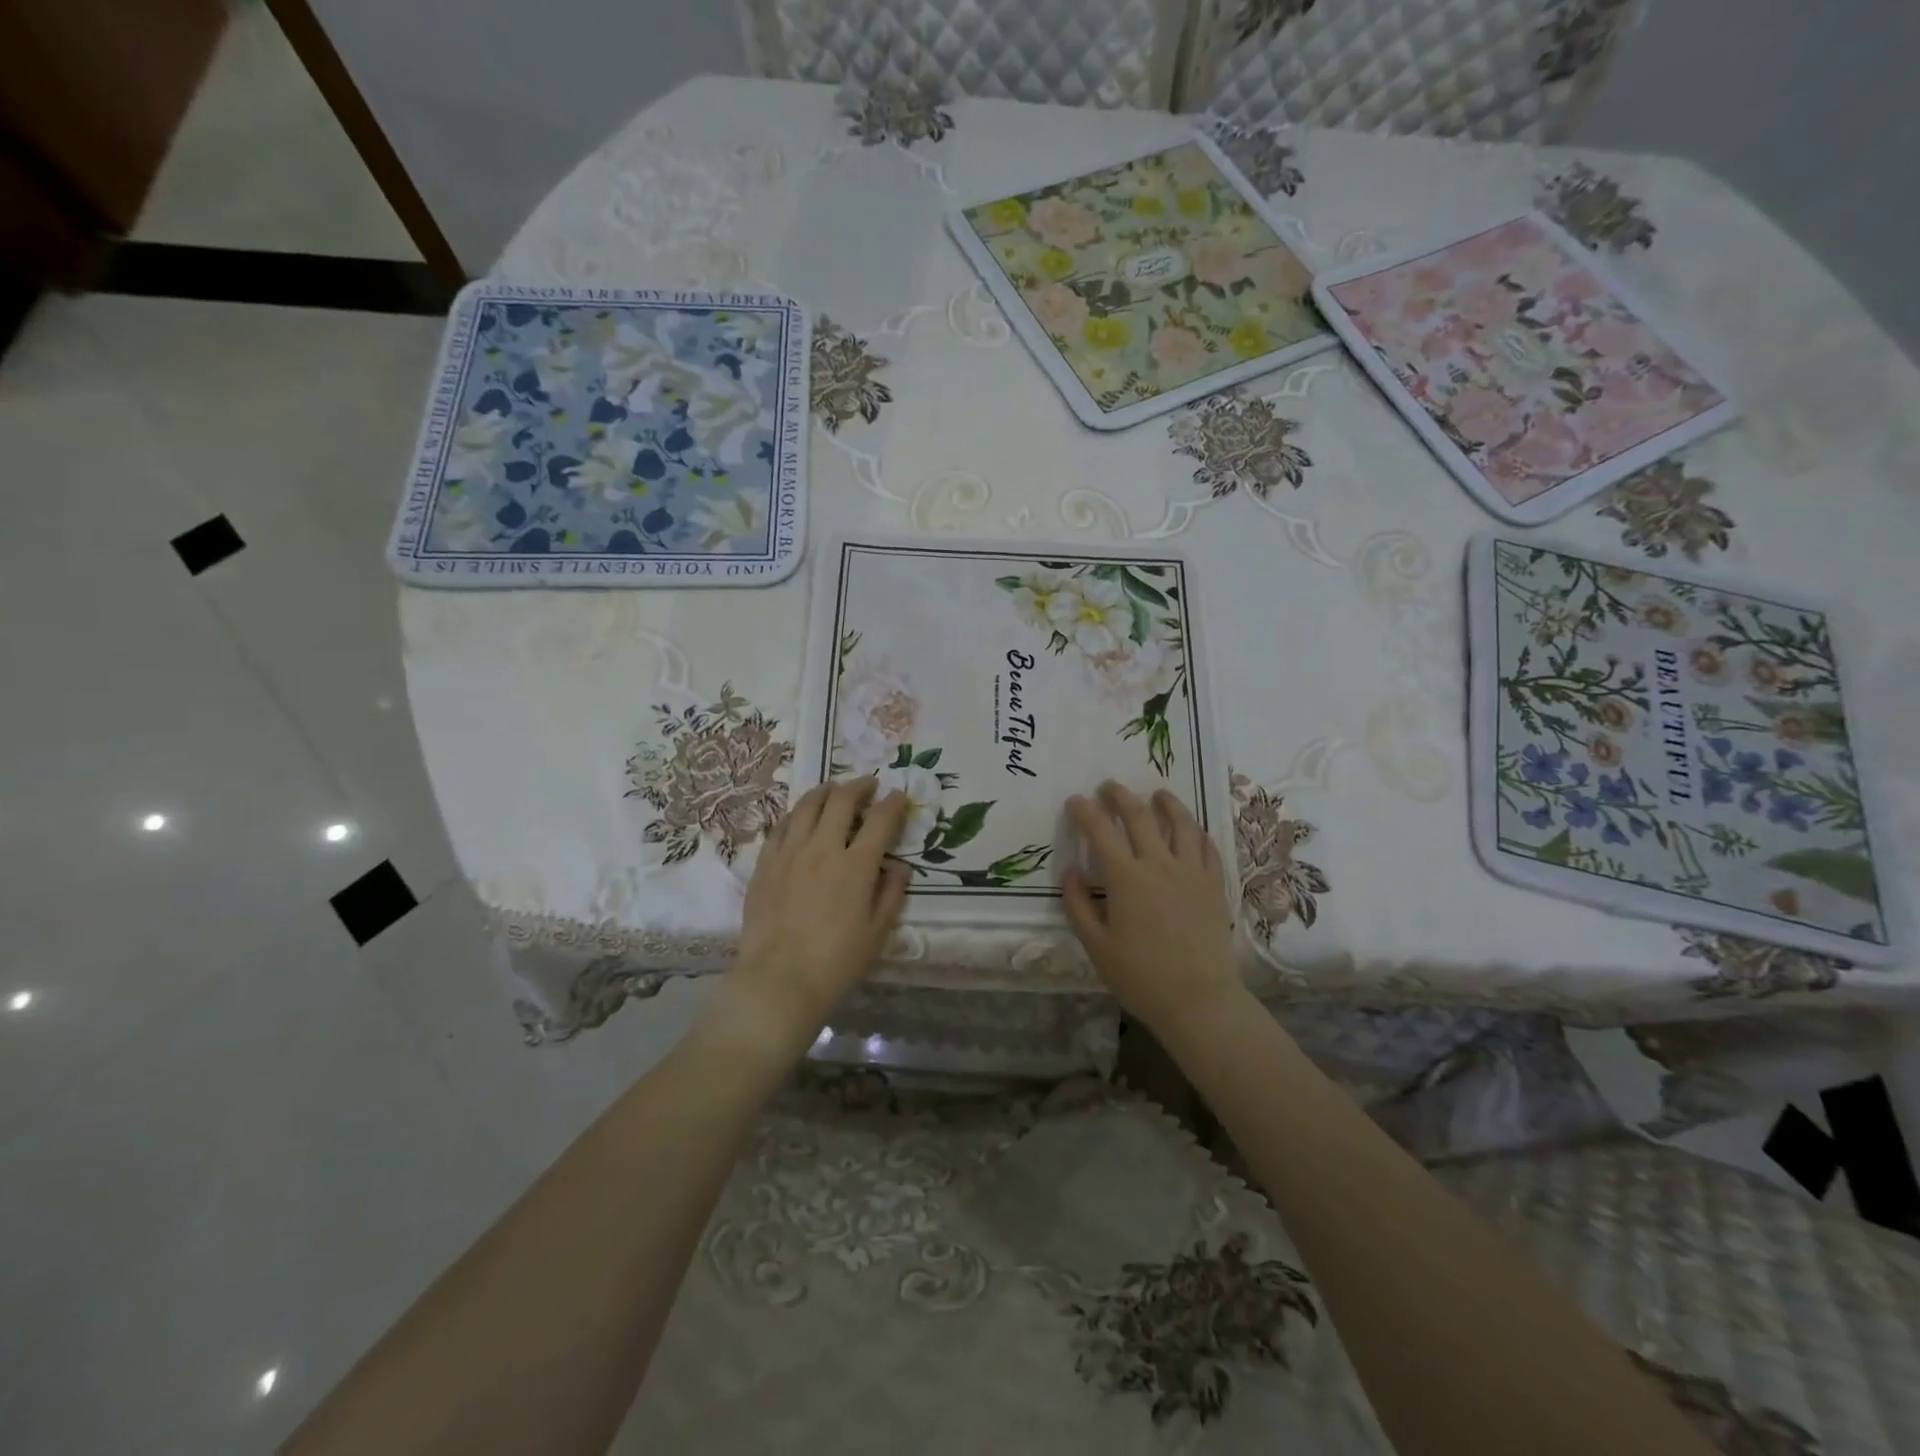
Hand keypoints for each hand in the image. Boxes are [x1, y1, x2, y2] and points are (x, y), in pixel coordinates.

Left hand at [724, 778, 911, 1052]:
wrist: (780, 981)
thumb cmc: (837, 962)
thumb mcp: (878, 932)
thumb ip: (892, 893)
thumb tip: (900, 865)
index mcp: (856, 865)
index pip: (881, 819)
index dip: (894, 803)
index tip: (900, 796)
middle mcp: (823, 848)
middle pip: (841, 800)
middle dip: (860, 786)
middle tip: (869, 785)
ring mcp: (790, 853)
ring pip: (807, 805)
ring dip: (826, 791)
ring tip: (834, 790)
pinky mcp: (765, 864)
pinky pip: (781, 826)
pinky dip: (796, 814)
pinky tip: (801, 816)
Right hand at [1063, 781, 1242, 1039]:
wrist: (1199, 999)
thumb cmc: (1140, 976)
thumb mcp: (1096, 946)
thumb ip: (1077, 905)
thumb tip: (1070, 871)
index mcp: (1126, 878)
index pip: (1100, 831)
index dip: (1084, 811)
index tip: (1074, 801)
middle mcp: (1159, 864)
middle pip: (1140, 816)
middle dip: (1120, 796)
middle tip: (1109, 787)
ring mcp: (1191, 871)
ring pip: (1180, 823)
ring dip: (1166, 803)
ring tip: (1157, 794)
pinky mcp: (1214, 884)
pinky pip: (1206, 846)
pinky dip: (1195, 830)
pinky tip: (1190, 829)